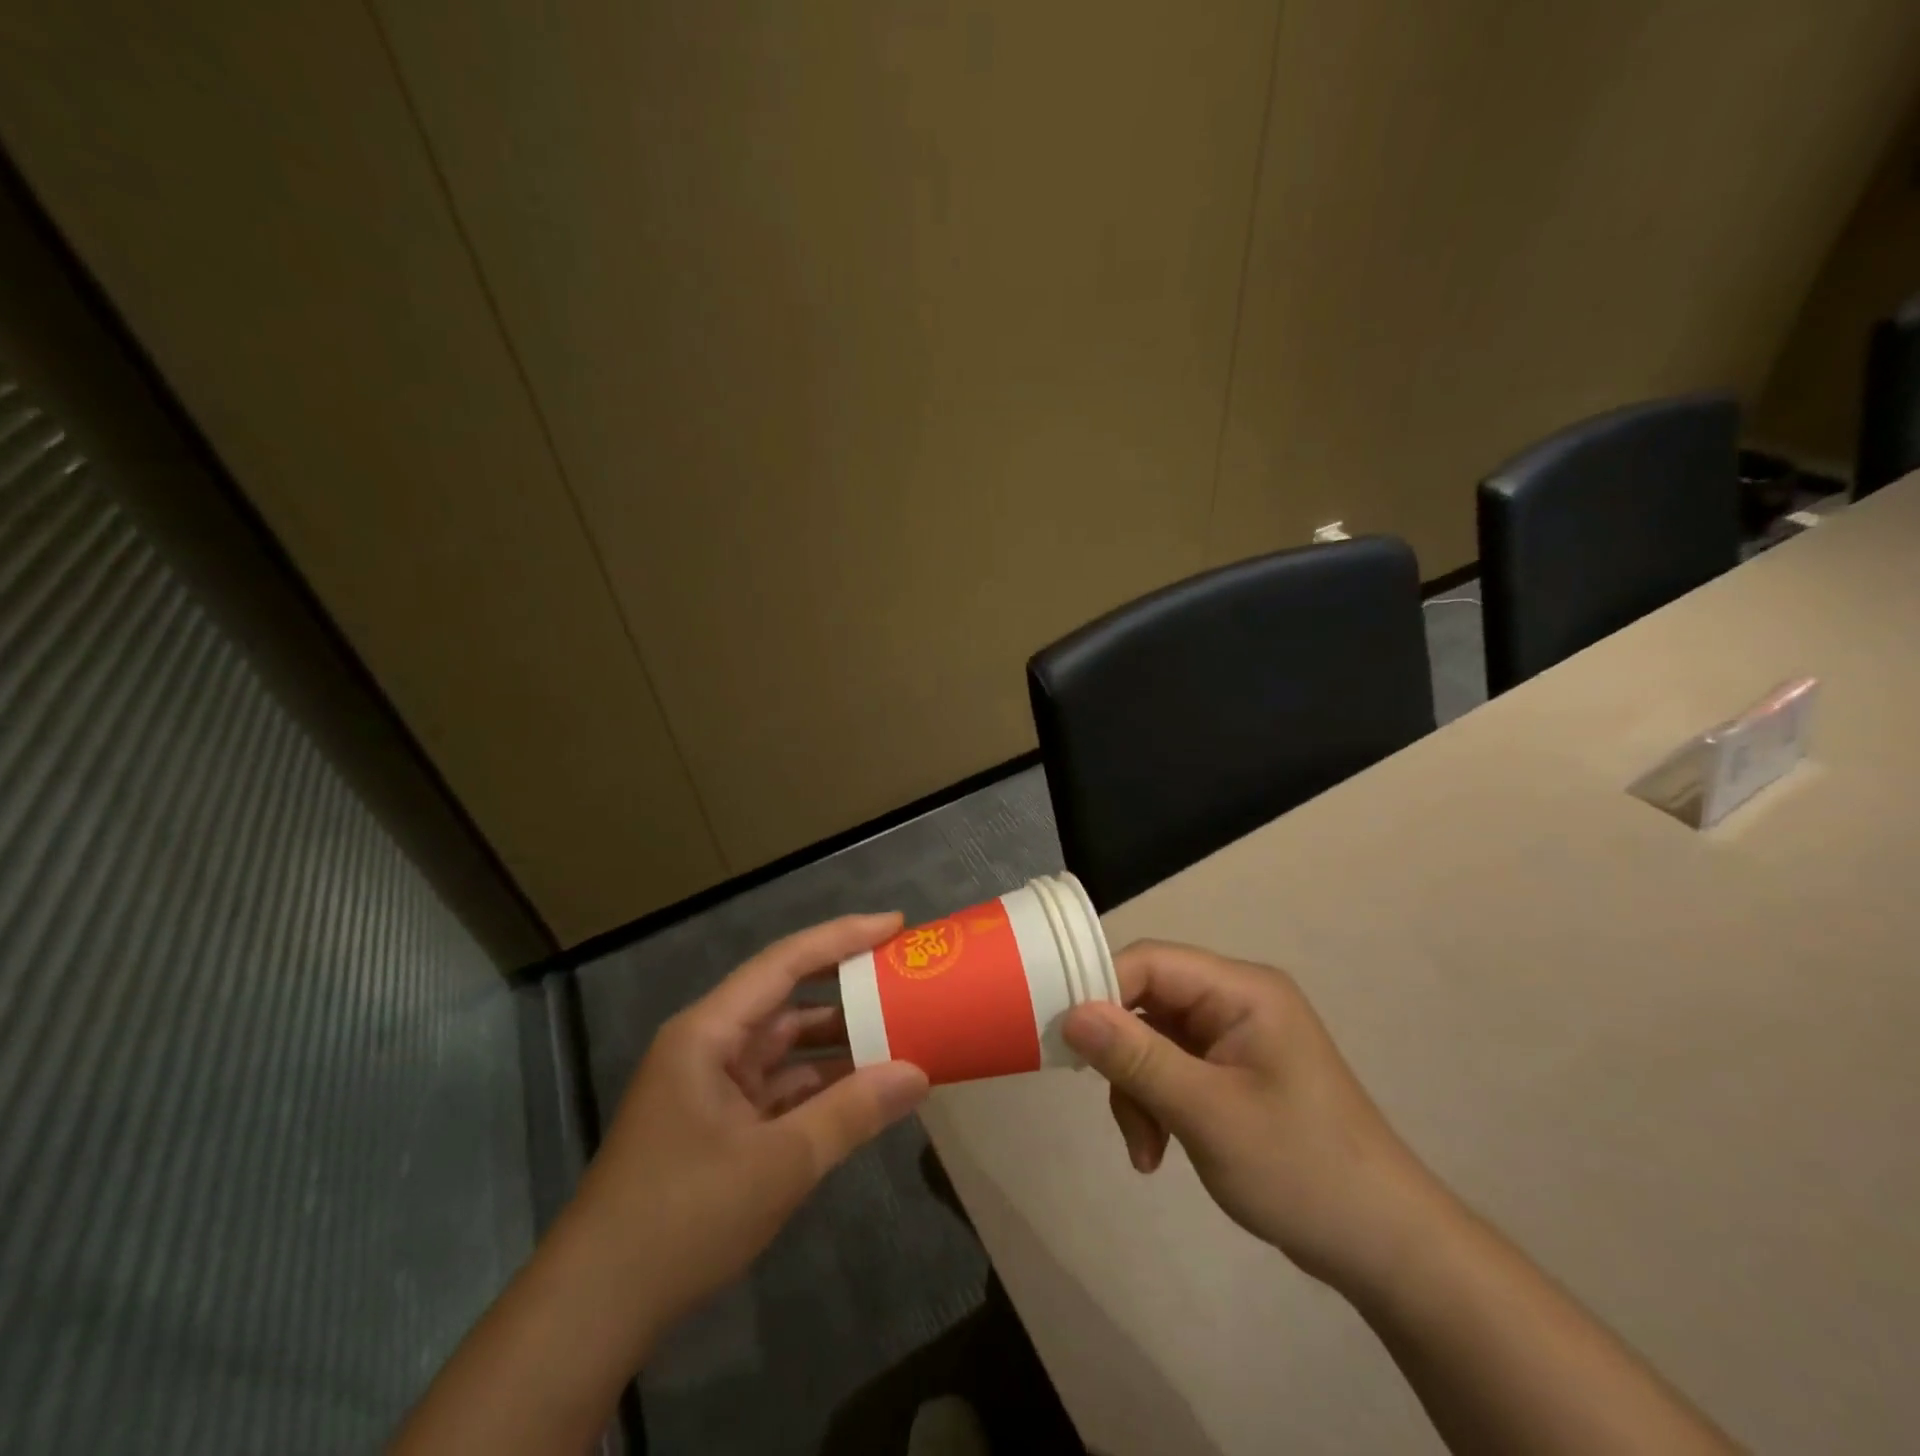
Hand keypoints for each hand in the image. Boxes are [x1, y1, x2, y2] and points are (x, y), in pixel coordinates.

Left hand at [573, 914, 929, 1346]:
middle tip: (904, 976)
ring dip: (837, 1042)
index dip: (841, 937)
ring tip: (899, 1030)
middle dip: (845, 988)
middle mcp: (708, 1045)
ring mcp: (711, 1086)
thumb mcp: (779, 1164)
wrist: (594, 1310)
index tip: (895, 924)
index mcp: (709, 1032)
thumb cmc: (682, 1218)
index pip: (785, 963)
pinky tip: (864, 1090)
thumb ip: (851, 1112)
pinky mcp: (717, 1124)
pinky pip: (778, 1086)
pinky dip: (820, 1085)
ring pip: (785, 1046)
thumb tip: (918, 1073)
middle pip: (786, 998)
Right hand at [1062, 940, 1444, 1294]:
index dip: (1100, 989)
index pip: (1150, 962)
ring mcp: (1234, 1037)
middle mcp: (1236, 1000)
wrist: (1385, 1247)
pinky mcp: (1233, 1071)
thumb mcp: (1207, 1113)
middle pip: (1148, 1001)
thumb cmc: (1301, 1168)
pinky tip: (1158, 1151)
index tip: (1064, 1037)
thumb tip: (1070, 1014)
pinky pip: (1172, 1067)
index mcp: (1242, 989)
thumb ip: (1136, 1058)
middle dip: (1122, 1056)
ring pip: (1153, 1039)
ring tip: (1145, 1150)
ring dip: (1137, 1090)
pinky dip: (1156, 1104)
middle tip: (1107, 1102)